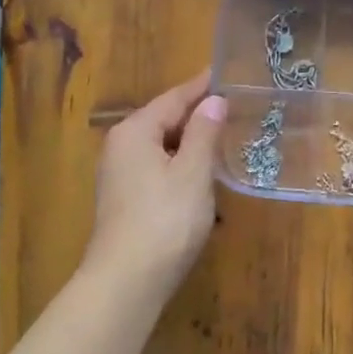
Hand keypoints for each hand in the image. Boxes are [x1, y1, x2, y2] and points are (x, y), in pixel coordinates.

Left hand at [82, 72, 226, 295]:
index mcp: (135, 131)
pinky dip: (181, 164)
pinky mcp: (125, 200)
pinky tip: (201, 173)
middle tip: (232, 104)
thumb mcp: (193, 172)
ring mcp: (120, 175)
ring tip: (223, 134)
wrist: (127, 280)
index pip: (174, 98)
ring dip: (190, 141)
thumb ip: (204, 133)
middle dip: (197, 113)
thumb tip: (213, 100)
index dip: (201, 86)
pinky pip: (158, 168)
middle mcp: (121, 146)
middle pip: (164, 120)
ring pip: (161, 146)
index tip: (224, 72)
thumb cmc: (165, 220)